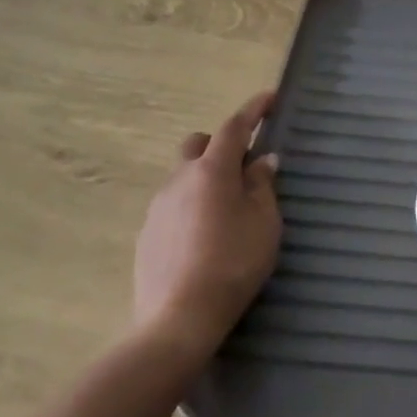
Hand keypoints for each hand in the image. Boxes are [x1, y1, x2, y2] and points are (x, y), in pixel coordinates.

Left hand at [132, 91, 282, 361]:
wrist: (178, 319)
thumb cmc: (233, 263)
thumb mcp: (264, 222)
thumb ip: (262, 185)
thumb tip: (262, 161)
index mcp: (211, 171)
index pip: (234, 127)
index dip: (253, 110)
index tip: (270, 98)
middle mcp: (179, 180)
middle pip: (197, 145)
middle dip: (220, 144)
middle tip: (245, 165)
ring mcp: (157, 207)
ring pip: (183, 176)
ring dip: (206, 178)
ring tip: (229, 208)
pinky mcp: (147, 234)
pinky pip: (174, 204)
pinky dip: (192, 205)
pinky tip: (206, 235)